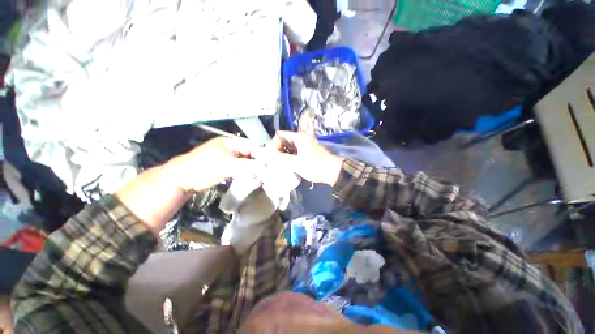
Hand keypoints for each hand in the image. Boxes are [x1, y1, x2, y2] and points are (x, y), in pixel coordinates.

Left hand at [165, 137, 259, 192]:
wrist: (183, 179)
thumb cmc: (204, 168)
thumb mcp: (226, 166)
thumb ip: (246, 165)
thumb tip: (263, 167)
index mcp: (230, 142)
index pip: (251, 146)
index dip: (261, 154)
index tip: (270, 163)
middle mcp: (230, 147)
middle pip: (249, 153)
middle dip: (257, 161)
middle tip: (267, 170)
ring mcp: (228, 157)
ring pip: (245, 161)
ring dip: (252, 167)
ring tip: (262, 174)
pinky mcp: (226, 166)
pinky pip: (240, 167)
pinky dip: (246, 171)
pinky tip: (252, 176)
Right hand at [268, 131, 342, 185]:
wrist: (333, 172)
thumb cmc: (315, 166)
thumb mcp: (296, 163)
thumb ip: (280, 158)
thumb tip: (263, 154)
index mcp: (299, 137)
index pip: (279, 135)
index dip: (273, 144)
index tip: (271, 156)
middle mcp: (301, 139)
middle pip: (283, 141)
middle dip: (277, 151)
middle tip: (273, 162)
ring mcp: (304, 146)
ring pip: (288, 148)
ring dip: (282, 156)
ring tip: (278, 165)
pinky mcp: (307, 153)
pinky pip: (294, 153)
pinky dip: (288, 159)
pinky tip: (286, 167)